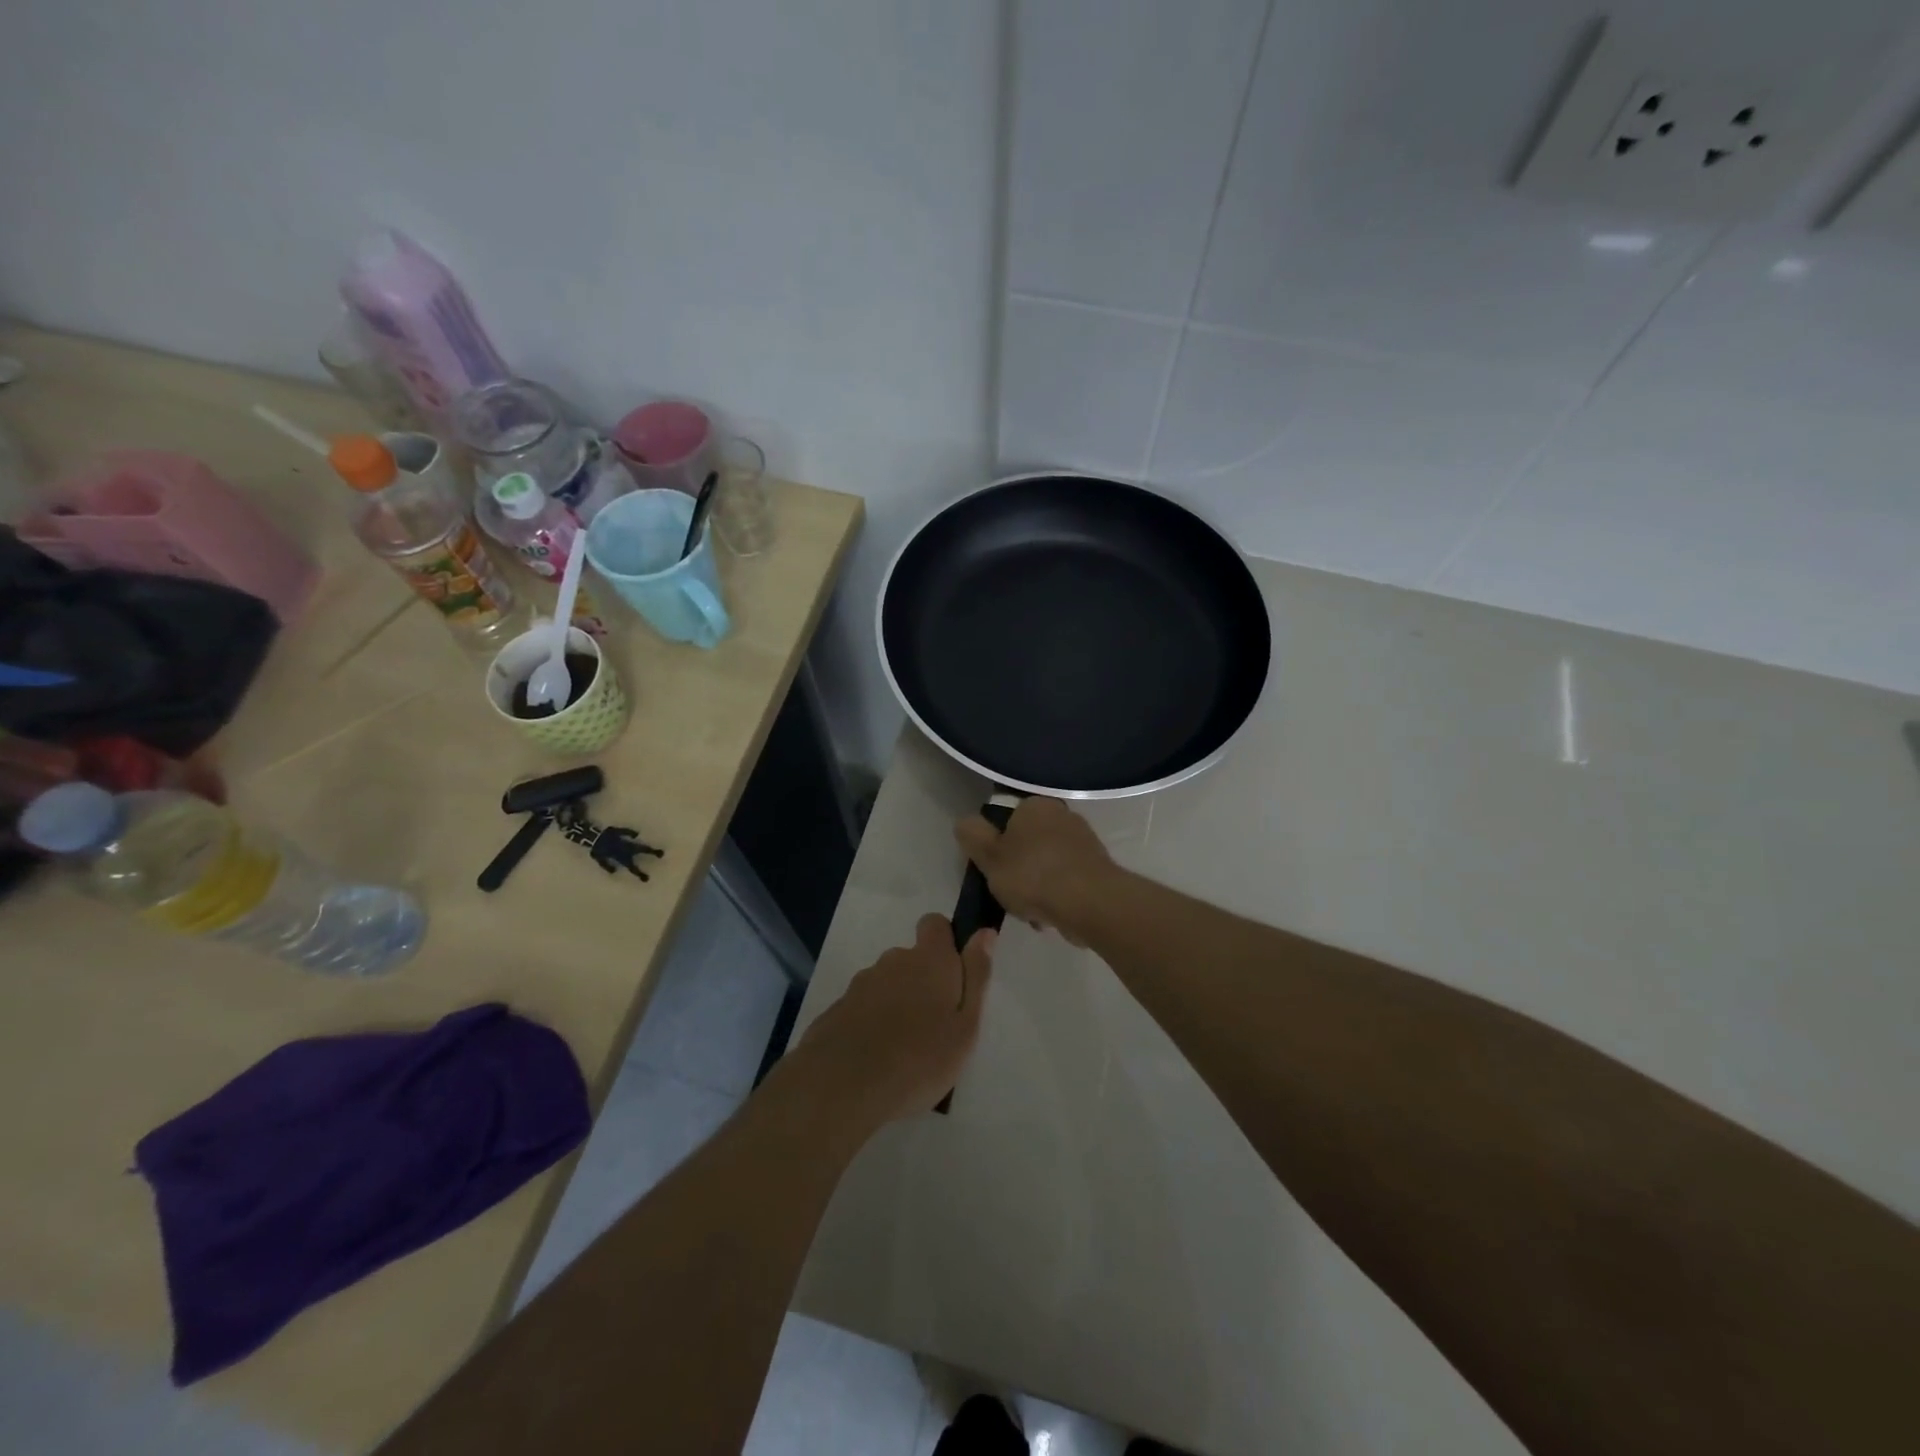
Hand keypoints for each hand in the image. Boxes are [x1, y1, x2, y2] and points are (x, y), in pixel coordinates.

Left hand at [793, 914, 994, 1124]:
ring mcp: (861, 984)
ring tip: (903, 1048)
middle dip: (922, 981)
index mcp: (929, 960)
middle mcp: (893, 961)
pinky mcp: (837, 1009)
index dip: (945, 940)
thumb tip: (985, 932)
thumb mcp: (966, 1023)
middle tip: (933, 1025)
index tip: (953, 973)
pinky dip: (871, 1023)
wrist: (844, 1085)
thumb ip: (976, 975)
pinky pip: (862, 1008)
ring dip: (896, 1003)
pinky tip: (875, 1057)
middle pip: (911, 958)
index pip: (935, 924)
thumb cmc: (920, 1058)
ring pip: (886, 984)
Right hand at [955, 798, 1117, 946]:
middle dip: (1018, 871)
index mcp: (1036, 806)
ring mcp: (1085, 843)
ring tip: (1032, 913)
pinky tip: (1051, 918)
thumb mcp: (988, 856)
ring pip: (1047, 866)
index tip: (992, 871)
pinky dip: (1057, 898)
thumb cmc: (1033, 875)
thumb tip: (966, 823)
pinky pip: (1067, 883)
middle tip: (1010, 895)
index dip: (995, 847)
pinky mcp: (1098, 869)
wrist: (1090, 903)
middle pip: (1028, 845)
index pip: (1007, 820)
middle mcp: (1064, 816)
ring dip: (1037, 889)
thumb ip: (972, 836)